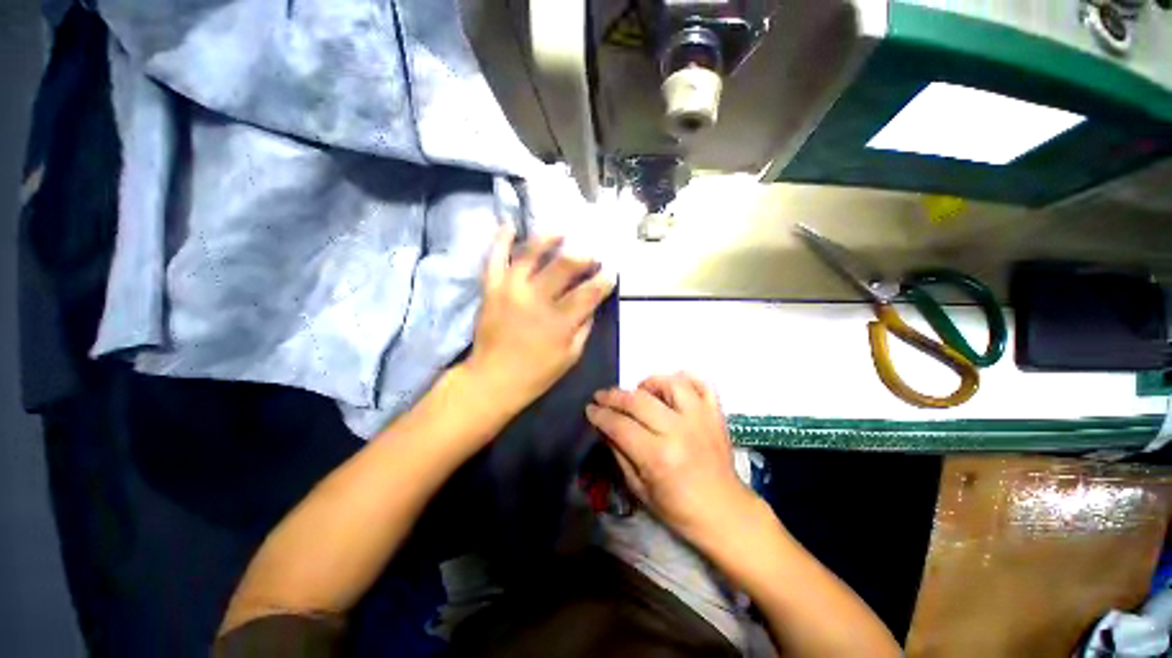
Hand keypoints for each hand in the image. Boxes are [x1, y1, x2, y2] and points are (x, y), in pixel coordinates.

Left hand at [466, 225, 613, 413]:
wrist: (492, 379)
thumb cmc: (536, 374)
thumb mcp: (571, 357)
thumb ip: (584, 328)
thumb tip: (592, 304)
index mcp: (559, 321)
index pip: (589, 292)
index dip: (604, 280)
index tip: (611, 273)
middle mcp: (536, 298)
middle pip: (564, 266)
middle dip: (583, 257)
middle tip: (592, 256)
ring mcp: (511, 289)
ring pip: (531, 254)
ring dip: (548, 239)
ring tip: (561, 233)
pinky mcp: (491, 288)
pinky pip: (495, 258)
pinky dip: (501, 239)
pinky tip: (510, 224)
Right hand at [586, 373, 757, 542]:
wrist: (724, 512)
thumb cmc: (678, 509)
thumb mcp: (639, 489)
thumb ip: (619, 454)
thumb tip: (603, 427)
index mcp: (658, 457)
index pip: (620, 425)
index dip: (600, 415)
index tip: (590, 409)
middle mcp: (679, 431)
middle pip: (638, 401)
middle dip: (614, 396)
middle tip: (602, 396)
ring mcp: (701, 419)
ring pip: (671, 384)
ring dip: (649, 383)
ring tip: (639, 391)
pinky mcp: (716, 415)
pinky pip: (702, 384)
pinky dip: (686, 379)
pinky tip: (672, 387)